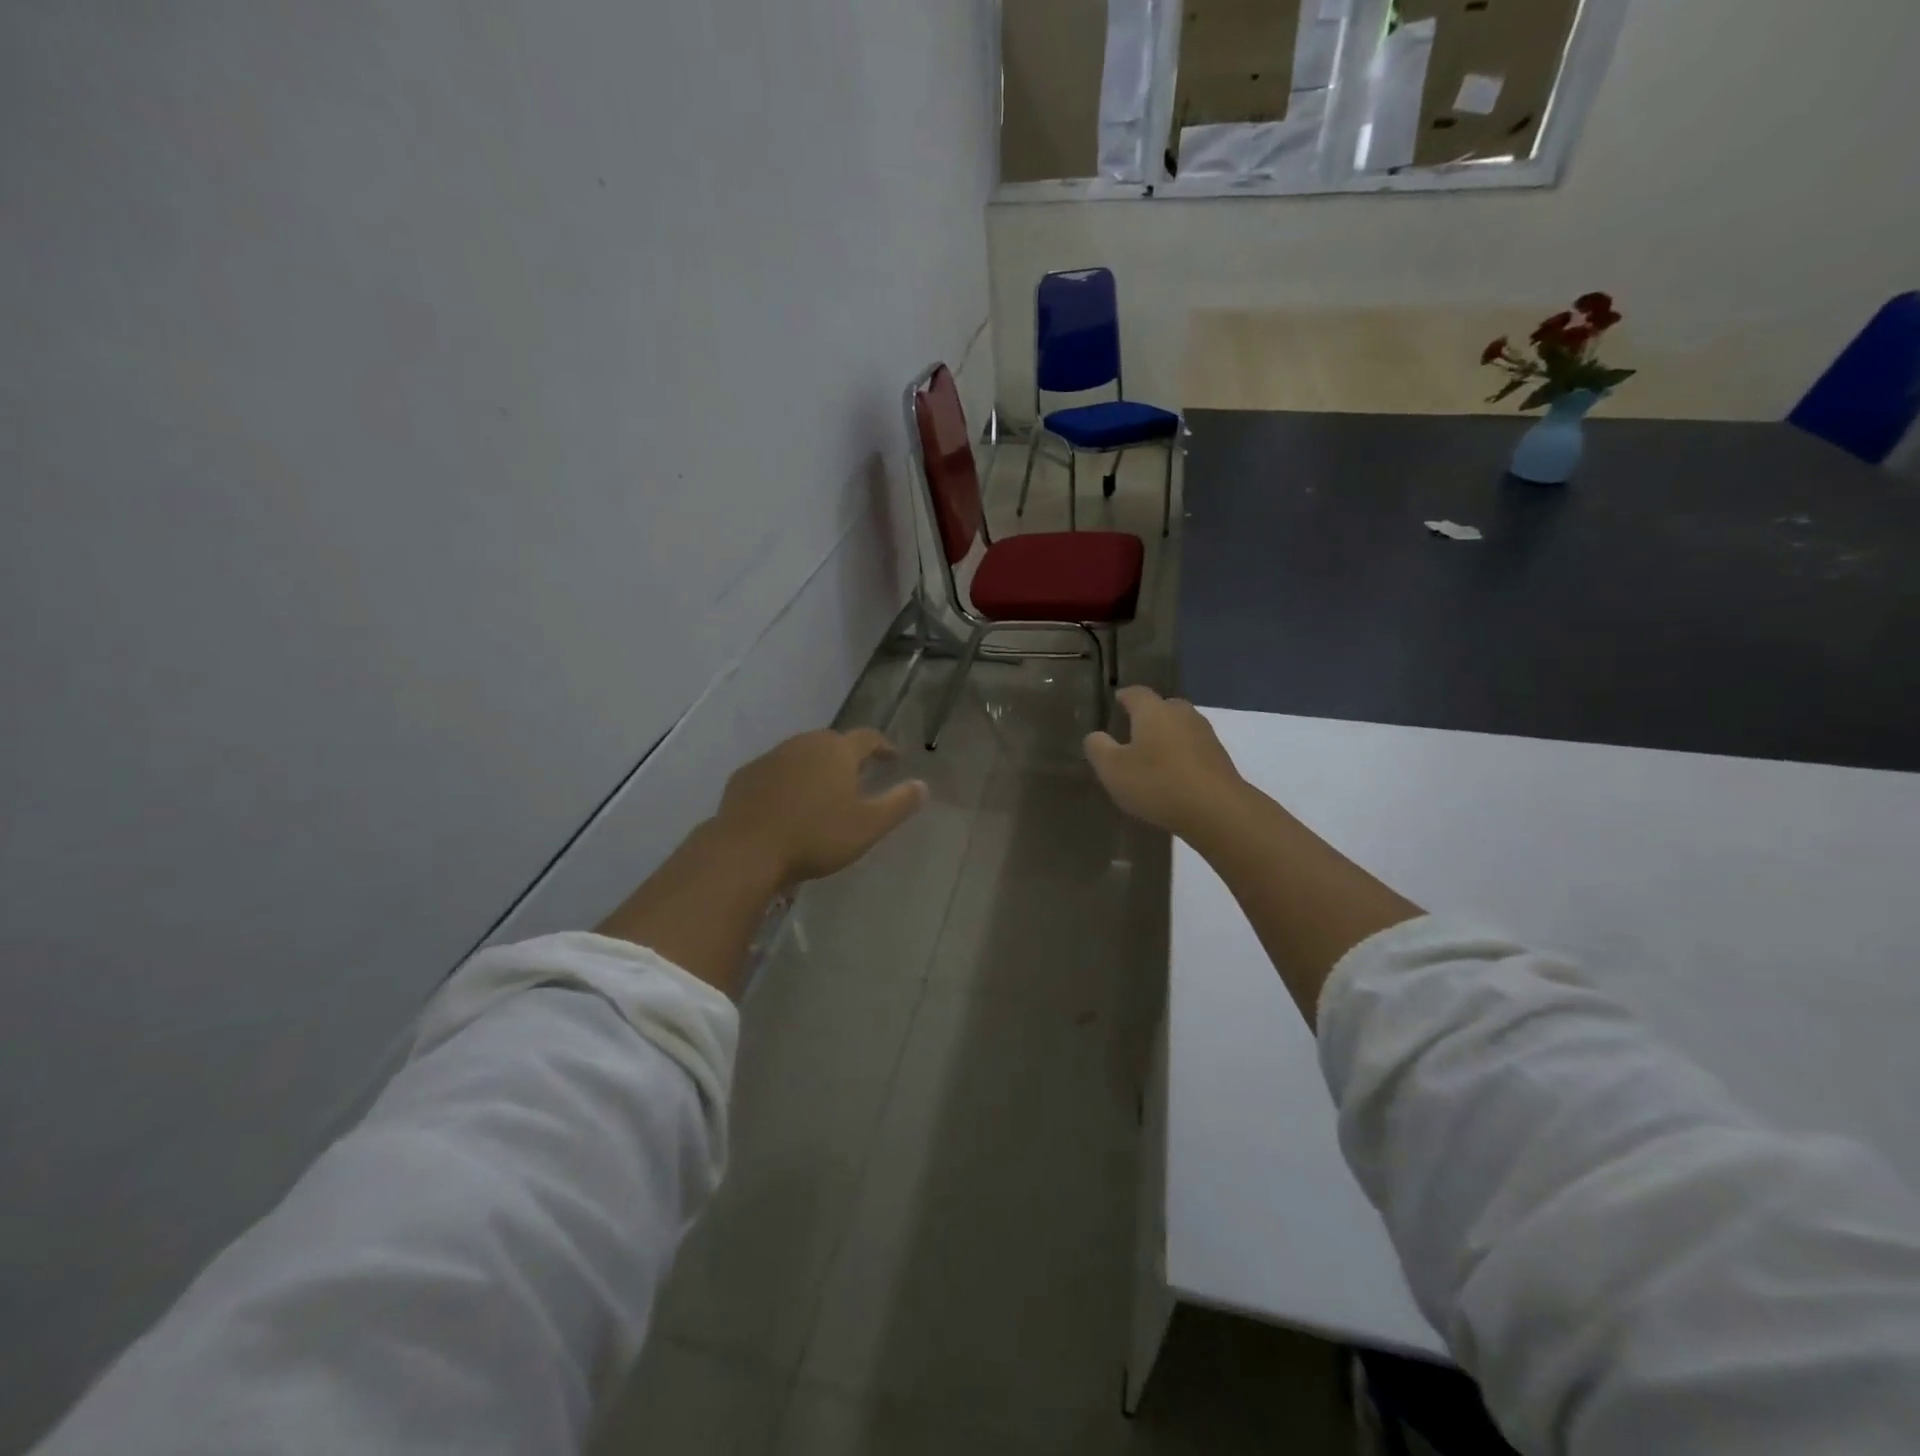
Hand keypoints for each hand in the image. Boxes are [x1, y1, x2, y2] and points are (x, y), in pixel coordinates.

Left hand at [712, 728, 927, 887]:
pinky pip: (775, 773)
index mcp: (837, 750)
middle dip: (848, 757)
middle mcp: (804, 743)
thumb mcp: (868, 826)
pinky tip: (787, 805)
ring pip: (801, 756)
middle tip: (858, 777)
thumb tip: (922, 785)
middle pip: (832, 743)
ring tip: (823, 792)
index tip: (893, 758)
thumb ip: (899, 803)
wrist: (746, 850)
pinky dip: (787, 782)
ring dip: (816, 769)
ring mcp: (771, 757)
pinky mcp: (745, 776)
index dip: (883, 746)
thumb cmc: (816, 836)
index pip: (868, 738)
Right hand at [1085, 686, 1246, 839]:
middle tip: (1132, 734)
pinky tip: (1173, 776)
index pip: (1135, 693)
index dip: (1124, 697)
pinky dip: (1181, 756)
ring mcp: (1205, 734)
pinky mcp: (1219, 757)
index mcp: (1153, 710)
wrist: (1217, 810)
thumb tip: (1096, 735)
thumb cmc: (1157, 783)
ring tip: (1152, 757)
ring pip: (1179, 728)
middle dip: (1147, 717)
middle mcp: (1181, 714)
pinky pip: (1193, 749)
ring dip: (1166, 738)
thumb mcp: (1113, 769)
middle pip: (1162, 707)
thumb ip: (1098, 748)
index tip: (1115, 703)